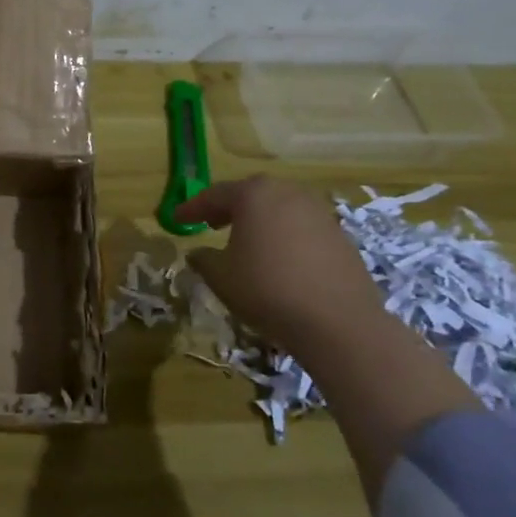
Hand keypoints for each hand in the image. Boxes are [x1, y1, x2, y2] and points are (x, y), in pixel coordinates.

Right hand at [175, 176, 385, 346]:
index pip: (214, 195)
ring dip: (259, 221)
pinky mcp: (340, 236)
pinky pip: (301, 228)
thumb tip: (198, 253)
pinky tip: (277, 259)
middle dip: (228, 208)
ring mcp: (319, 213)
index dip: (192, 208)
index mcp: (254, 195)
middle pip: (251, 194)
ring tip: (245, 241)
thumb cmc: (266, 289)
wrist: (338, 322)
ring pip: (279, 209)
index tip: (176, 219)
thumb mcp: (220, 276)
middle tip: (210, 223)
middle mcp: (288, 193)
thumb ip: (203, 259)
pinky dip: (284, 236)